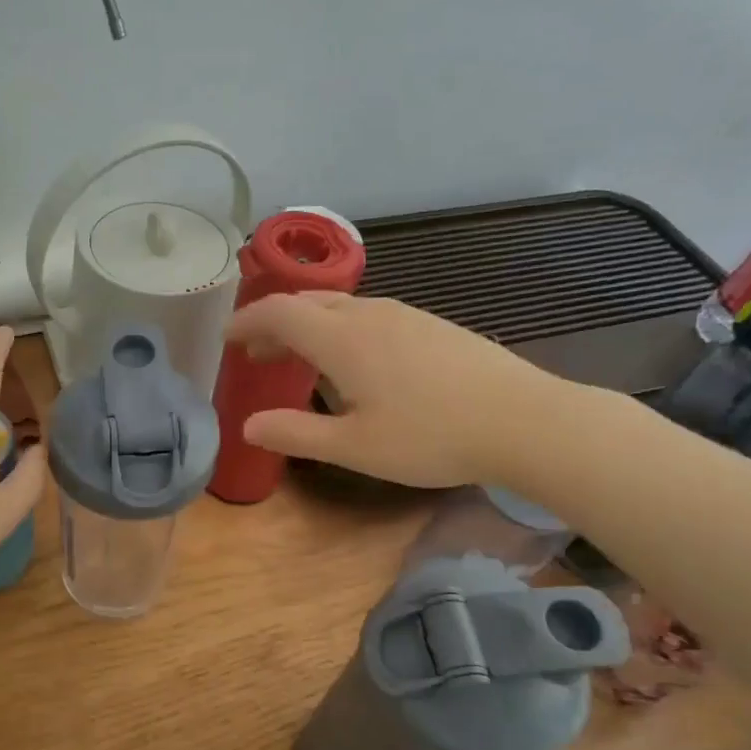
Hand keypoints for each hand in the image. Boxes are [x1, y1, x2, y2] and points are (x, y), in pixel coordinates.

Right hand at [225, 292, 567, 488]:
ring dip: (308, 326)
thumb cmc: (430, 436)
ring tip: (299, 360)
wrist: (524, 420)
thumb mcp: (354, 446)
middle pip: (307, 303)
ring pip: (340, 307)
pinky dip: (340, 329)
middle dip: (274, 324)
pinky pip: (369, 315)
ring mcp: (405, 315)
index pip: (279, 313)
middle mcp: (369, 314)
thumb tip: (248, 426)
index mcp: (342, 338)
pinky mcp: (432, 325)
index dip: (246, 322)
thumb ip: (296, 433)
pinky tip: (355, 363)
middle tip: (257, 355)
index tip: (227, 340)